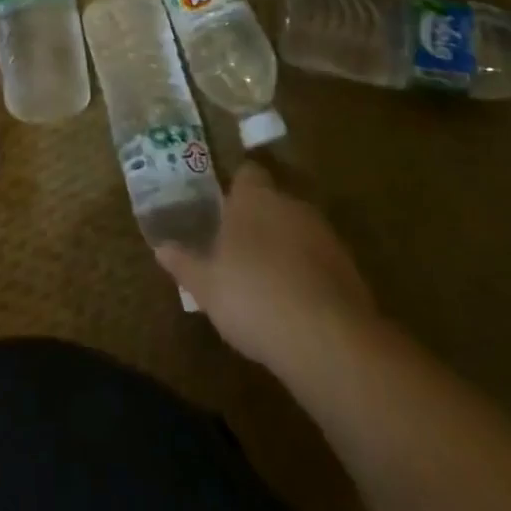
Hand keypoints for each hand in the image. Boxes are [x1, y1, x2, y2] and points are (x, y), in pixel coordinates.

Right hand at [155, 163, 378, 372]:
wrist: (327, 338)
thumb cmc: (252, 297)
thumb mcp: (205, 285)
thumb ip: (184, 263)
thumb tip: (160, 247)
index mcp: (254, 198)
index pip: (248, 173)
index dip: (237, 187)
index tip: (224, 208)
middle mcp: (291, 204)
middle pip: (274, 201)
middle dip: (260, 221)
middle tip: (239, 250)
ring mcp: (325, 234)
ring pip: (299, 230)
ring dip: (286, 248)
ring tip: (267, 281)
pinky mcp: (349, 267)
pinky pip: (320, 261)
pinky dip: (309, 274)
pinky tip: (296, 304)